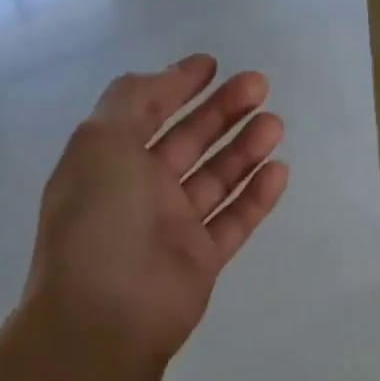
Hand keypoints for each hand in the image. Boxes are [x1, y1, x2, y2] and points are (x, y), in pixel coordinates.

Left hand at [20, 55, 288, 367]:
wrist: (105, 315)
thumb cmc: (100, 219)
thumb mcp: (101, 142)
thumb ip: (132, 100)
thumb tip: (165, 77)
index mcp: (109, 160)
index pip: (146, 113)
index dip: (177, 86)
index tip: (212, 65)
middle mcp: (140, 190)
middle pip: (189, 141)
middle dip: (223, 111)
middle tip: (260, 86)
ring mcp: (172, 226)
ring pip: (216, 178)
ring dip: (245, 148)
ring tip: (275, 124)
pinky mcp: (201, 258)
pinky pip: (234, 219)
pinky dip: (256, 195)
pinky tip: (279, 170)